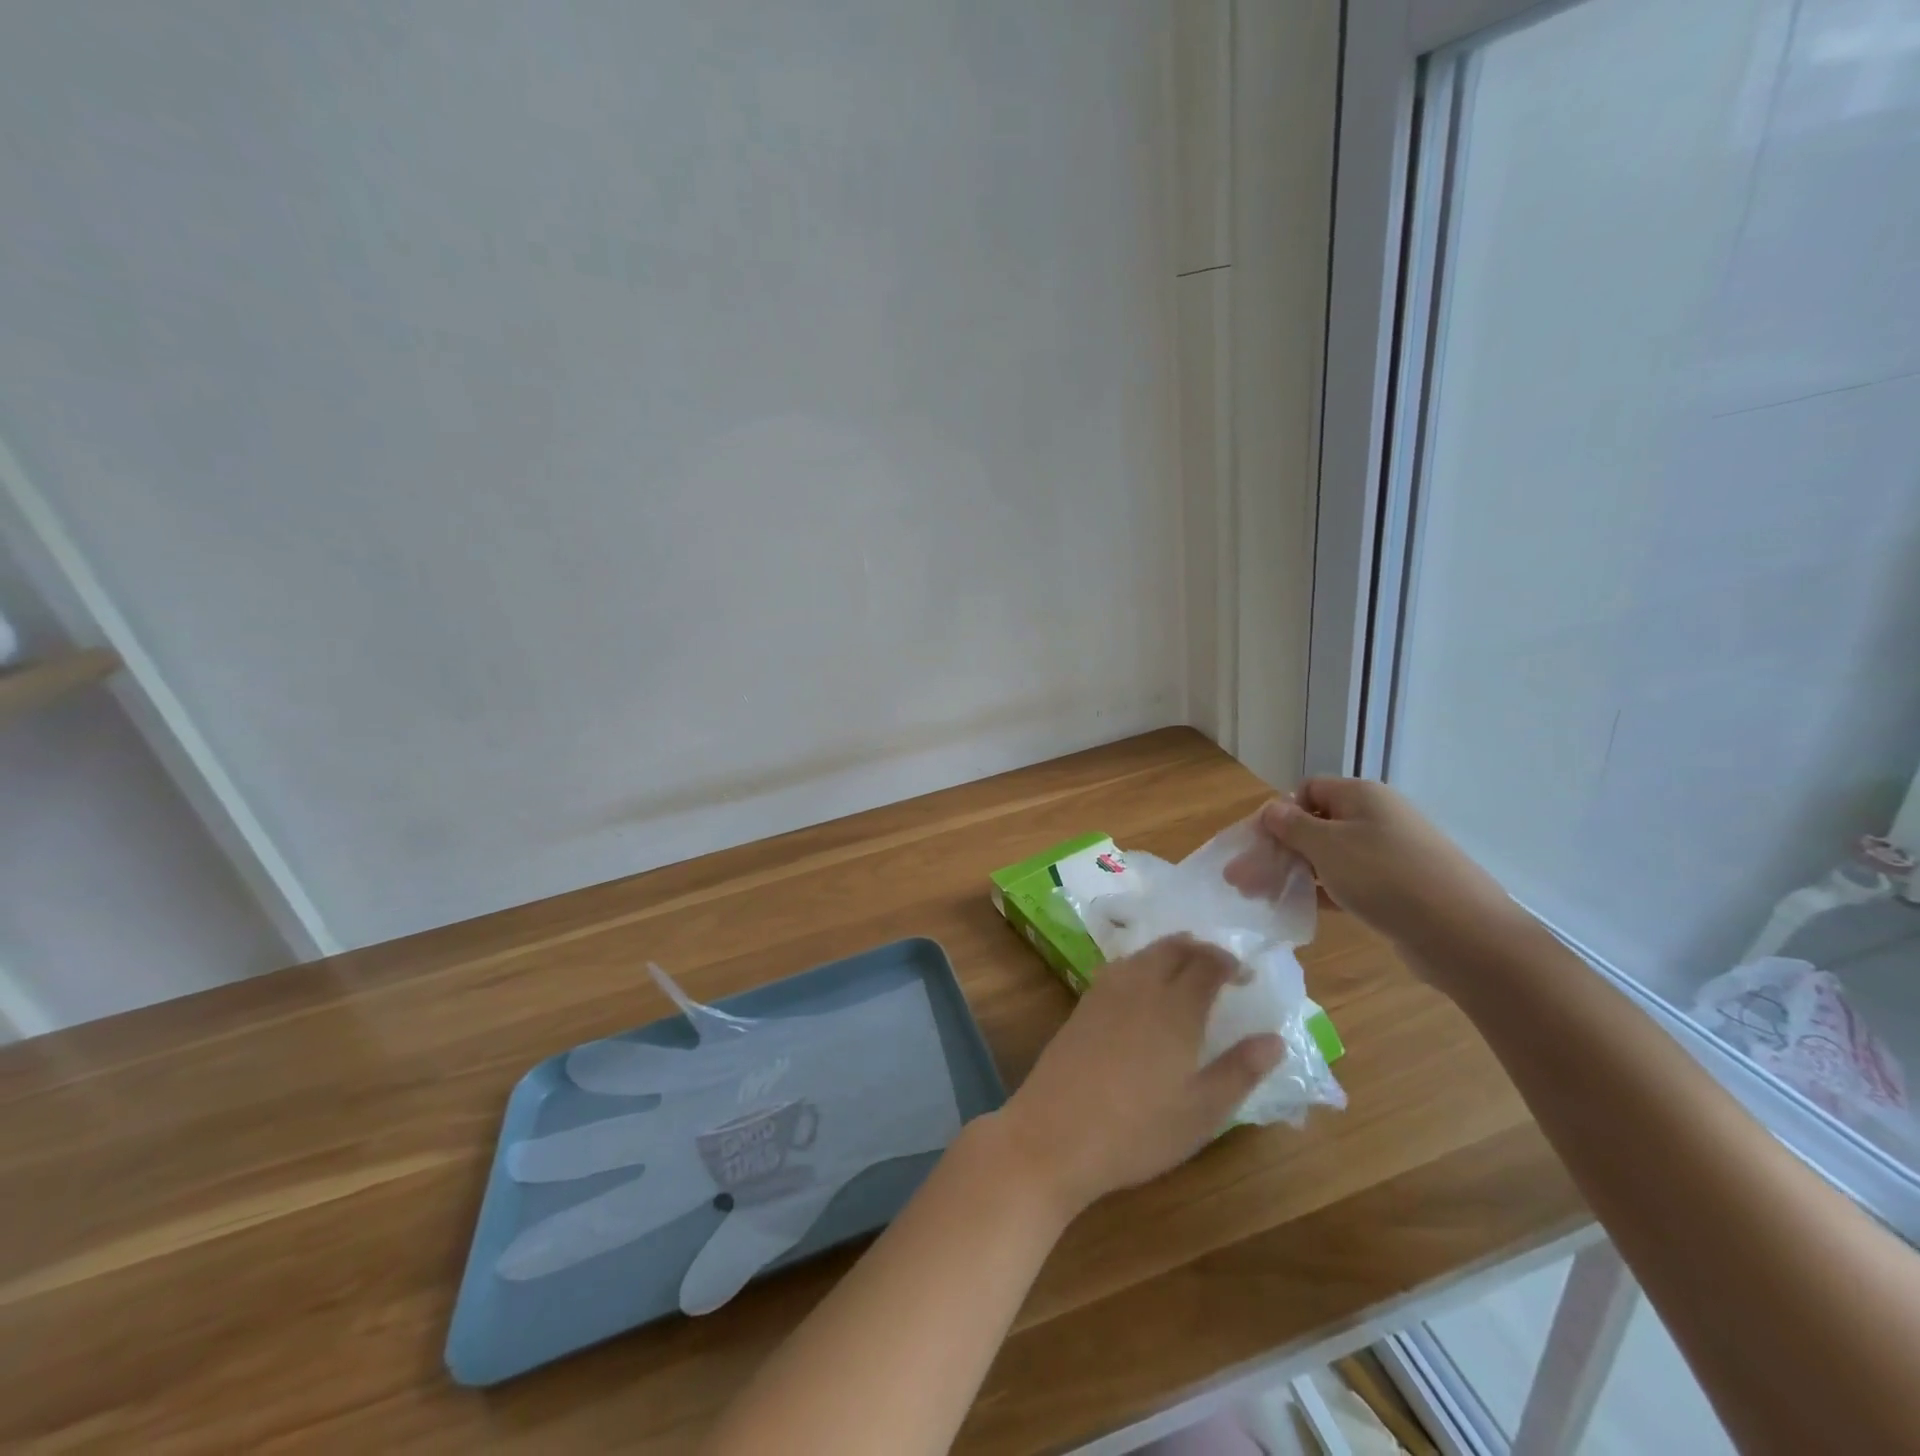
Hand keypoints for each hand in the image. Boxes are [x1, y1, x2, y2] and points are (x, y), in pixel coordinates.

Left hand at [992, 936, 1284, 1218]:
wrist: (1054, 1134)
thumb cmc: (1138, 1130)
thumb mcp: (1202, 1112)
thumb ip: (1240, 1071)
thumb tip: (1275, 1039)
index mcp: (1175, 1008)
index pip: (1207, 964)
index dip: (1229, 963)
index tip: (1246, 975)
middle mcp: (1140, 987)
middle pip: (1172, 948)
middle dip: (1199, 949)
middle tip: (1219, 965)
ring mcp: (1105, 993)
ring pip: (1142, 954)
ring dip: (1168, 952)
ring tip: (1185, 968)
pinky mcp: (1082, 1005)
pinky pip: (1118, 968)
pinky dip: (1140, 964)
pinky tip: (1142, 988)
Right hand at [1226, 778, 1523, 973]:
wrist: (1465, 935)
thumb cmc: (1386, 877)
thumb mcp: (1328, 846)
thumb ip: (1292, 826)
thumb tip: (1272, 809)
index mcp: (1361, 796)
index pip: (1307, 790)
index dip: (1278, 813)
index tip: (1257, 844)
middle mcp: (1377, 818)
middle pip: (1315, 824)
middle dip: (1277, 849)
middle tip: (1243, 880)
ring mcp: (1390, 854)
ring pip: (1329, 856)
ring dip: (1295, 872)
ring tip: (1263, 897)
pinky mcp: (1398, 888)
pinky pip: (1350, 881)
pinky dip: (1323, 890)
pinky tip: (1301, 909)